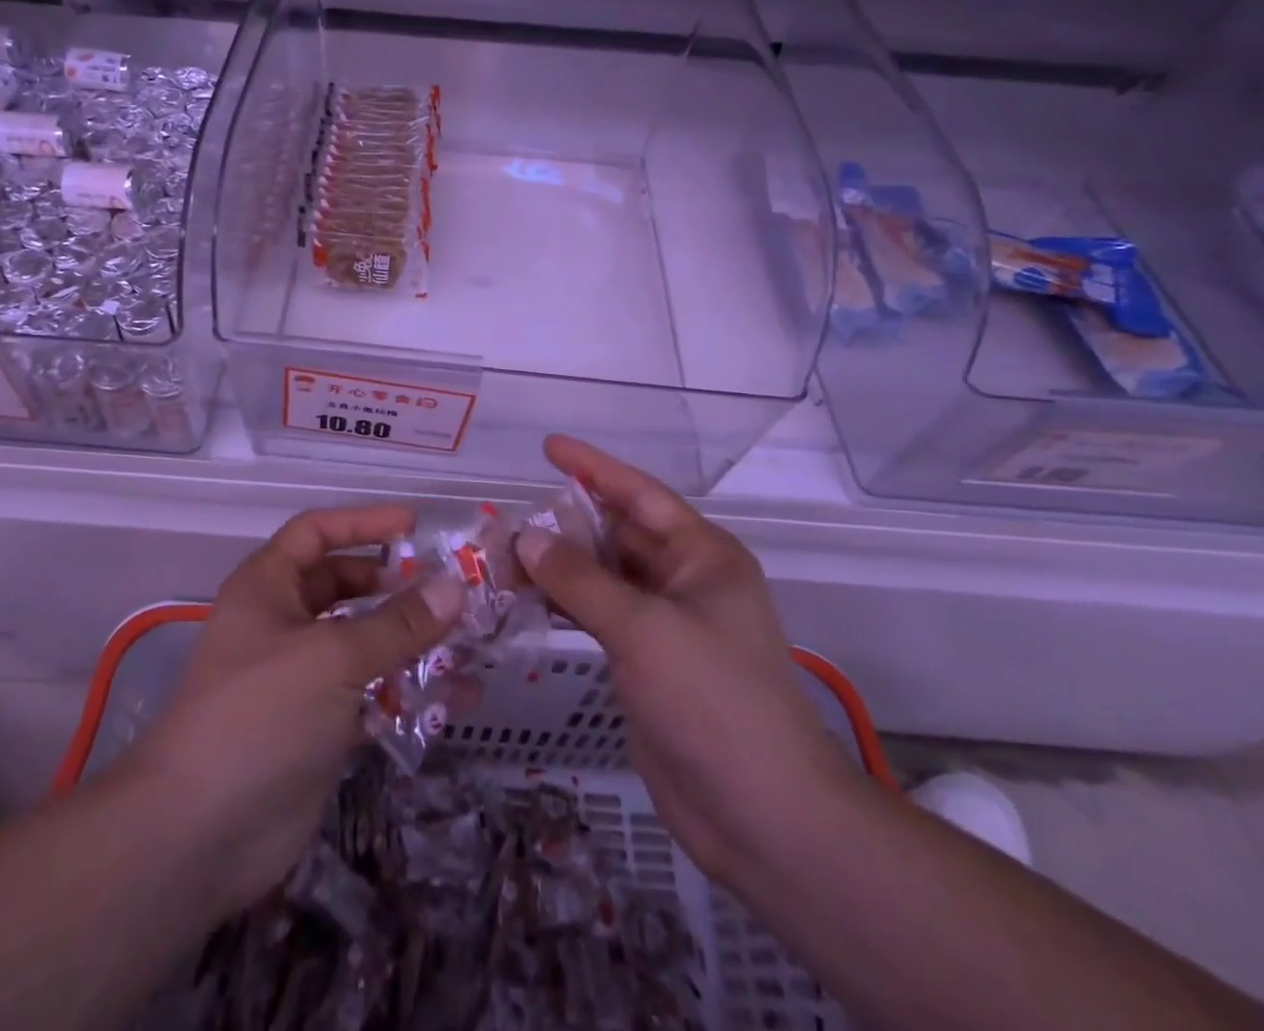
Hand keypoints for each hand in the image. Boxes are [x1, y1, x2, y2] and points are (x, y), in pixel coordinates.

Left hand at [120, 504, 463, 917]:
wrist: (199, 836)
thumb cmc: (261, 715)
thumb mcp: (333, 657)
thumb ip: (398, 623)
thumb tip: (454, 586)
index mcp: (267, 586)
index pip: (317, 532)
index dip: (363, 523)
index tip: (415, 526)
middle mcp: (280, 623)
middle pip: (341, 586)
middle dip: (391, 585)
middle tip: (446, 590)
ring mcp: (297, 677)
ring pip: (359, 643)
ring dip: (405, 642)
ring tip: (462, 642)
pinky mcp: (315, 727)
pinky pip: (366, 695)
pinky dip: (402, 693)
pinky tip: (450, 699)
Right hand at [516, 435, 863, 882]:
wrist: (761, 815)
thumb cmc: (713, 700)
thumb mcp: (644, 628)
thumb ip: (580, 579)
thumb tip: (526, 537)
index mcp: (702, 555)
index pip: (640, 494)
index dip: (593, 467)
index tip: (548, 447)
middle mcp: (684, 580)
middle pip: (615, 534)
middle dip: (564, 524)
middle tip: (506, 519)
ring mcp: (664, 623)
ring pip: (601, 576)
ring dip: (557, 567)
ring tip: (502, 559)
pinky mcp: (645, 661)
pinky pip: (596, 615)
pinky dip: (562, 605)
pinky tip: (525, 601)